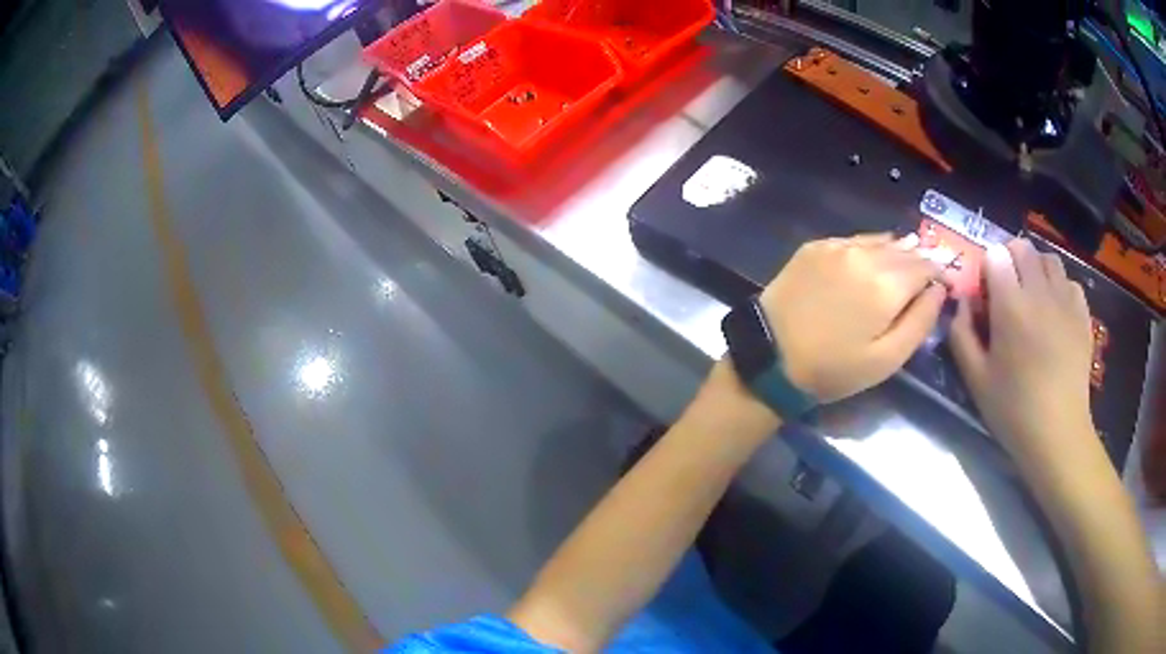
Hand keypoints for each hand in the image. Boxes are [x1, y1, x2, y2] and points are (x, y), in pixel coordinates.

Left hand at [758, 233, 947, 403]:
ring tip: (908, 260)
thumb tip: (939, 290)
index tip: (945, 283)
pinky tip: (874, 258)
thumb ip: (919, 321)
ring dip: (898, 250)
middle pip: (905, 249)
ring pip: (881, 241)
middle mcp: (865, 255)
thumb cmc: (833, 368)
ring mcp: (837, 246)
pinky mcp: (816, 246)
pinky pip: (855, 241)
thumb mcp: (886, 359)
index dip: (939, 272)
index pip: (926, 265)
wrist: (769, 355)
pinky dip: (871, 248)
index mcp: (887, 284)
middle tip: (931, 270)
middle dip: (921, 259)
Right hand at [949, 239, 1098, 463]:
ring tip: (1033, 296)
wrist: (1057, 433)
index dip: (988, 269)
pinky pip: (1069, 282)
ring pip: (1048, 259)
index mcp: (1010, 305)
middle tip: (1008, 290)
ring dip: (1036, 268)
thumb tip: (962, 303)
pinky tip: (1055, 311)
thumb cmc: (1013, 410)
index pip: (995, 255)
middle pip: (1022, 247)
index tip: (987, 294)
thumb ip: (961, 334)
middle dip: (1010, 259)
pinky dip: (1059, 287)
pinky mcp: (1082, 314)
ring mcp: (1065, 300)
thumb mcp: (975, 379)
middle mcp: (1039, 291)